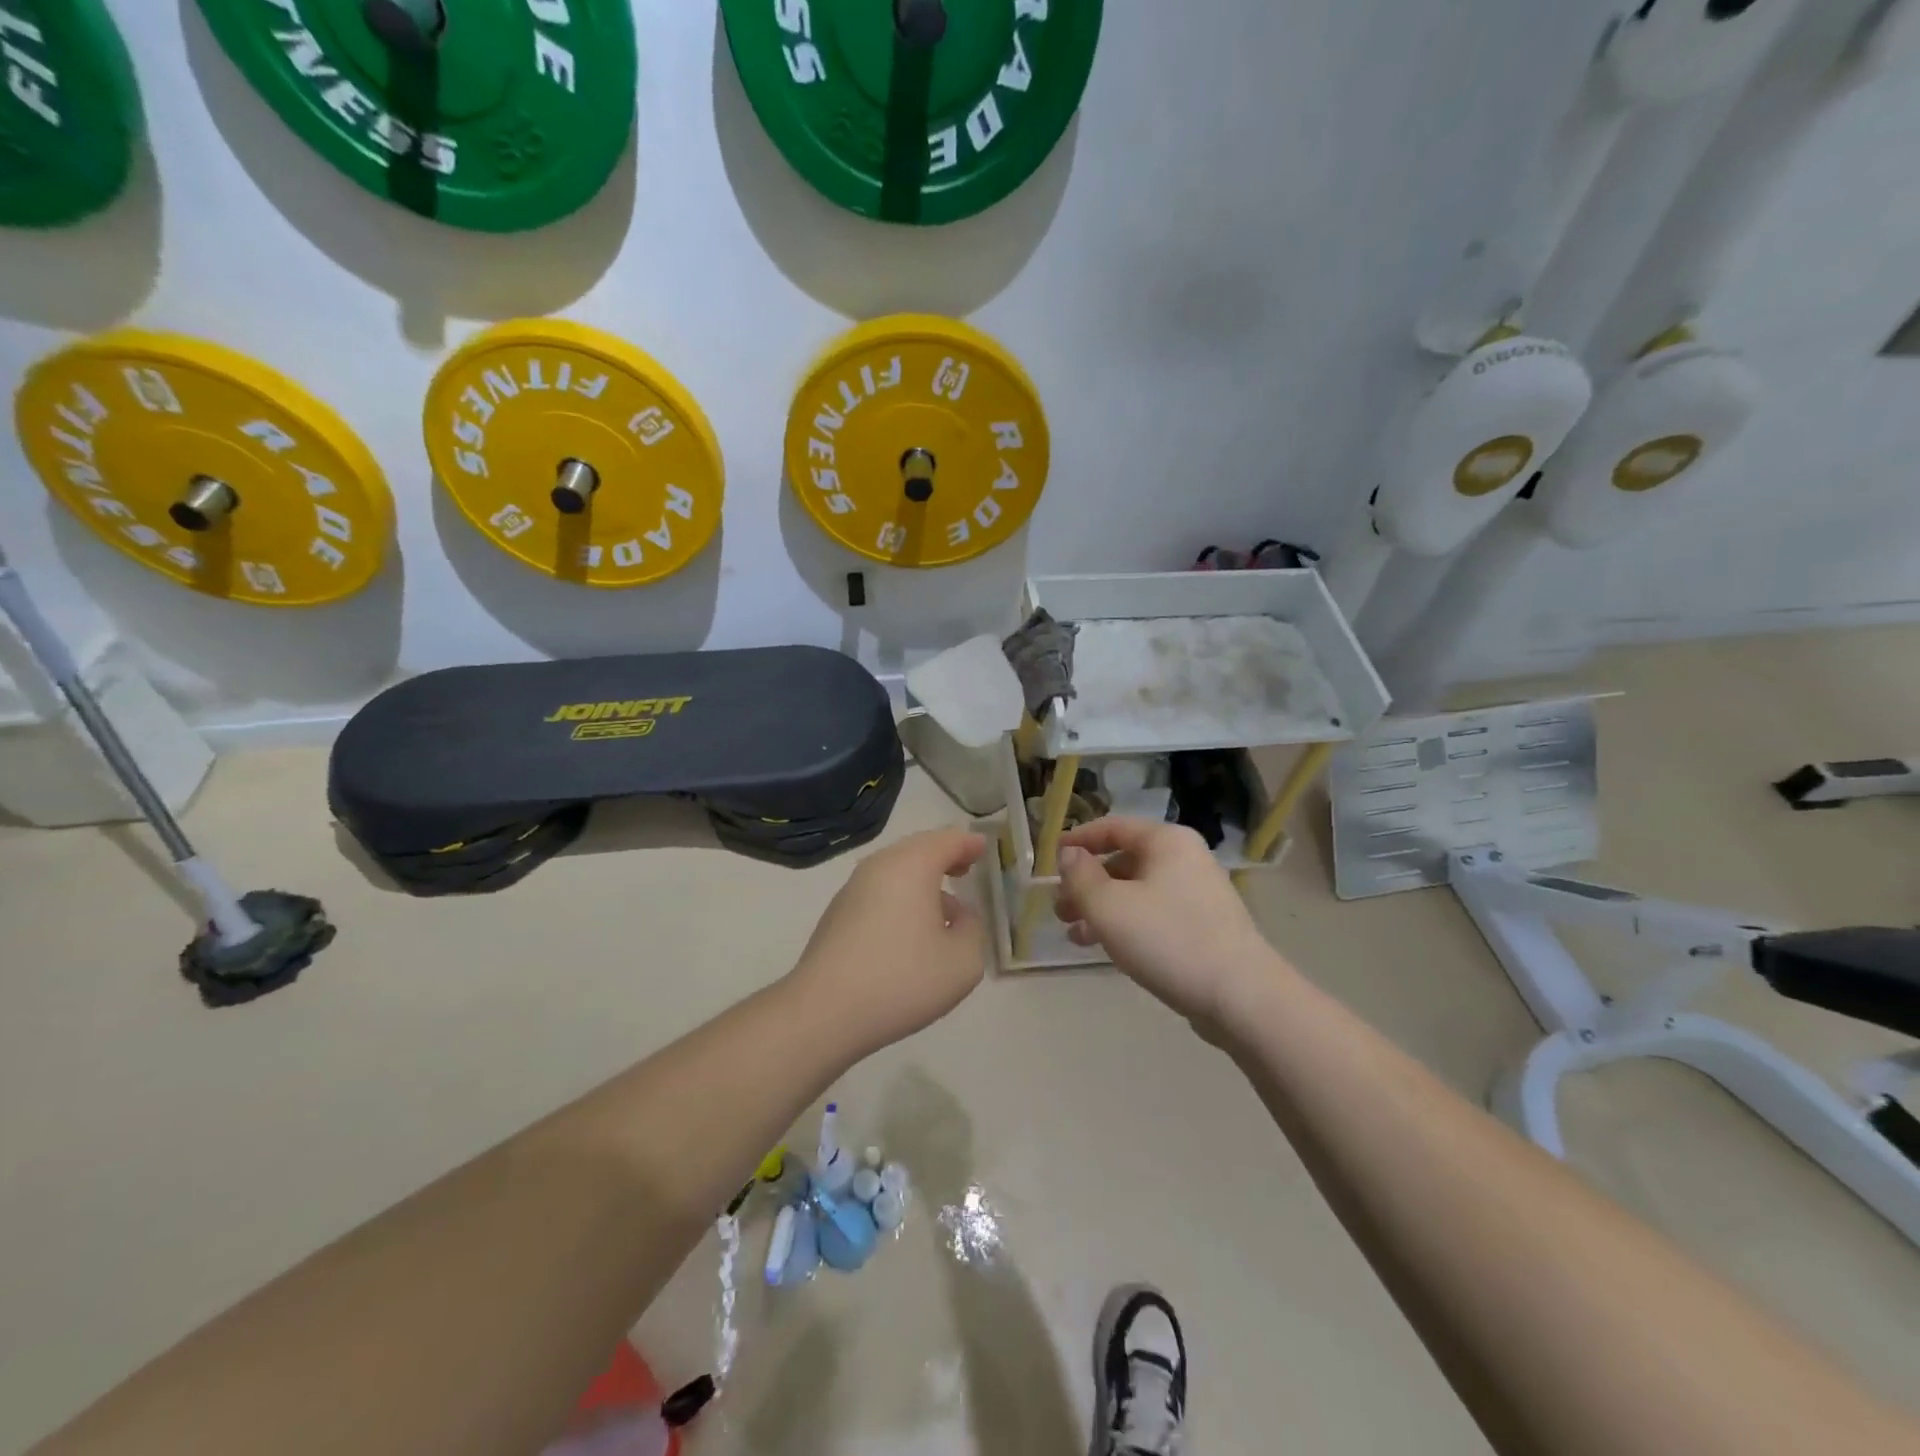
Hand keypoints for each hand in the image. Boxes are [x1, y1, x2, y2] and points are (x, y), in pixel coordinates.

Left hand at [785, 828, 989, 1056]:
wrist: (824, 1013)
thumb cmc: (901, 979)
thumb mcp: (963, 961)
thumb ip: (973, 929)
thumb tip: (959, 915)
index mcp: (912, 866)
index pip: (947, 840)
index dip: (969, 843)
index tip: (983, 848)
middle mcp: (879, 867)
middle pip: (917, 849)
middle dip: (943, 855)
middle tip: (964, 866)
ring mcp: (852, 890)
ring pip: (895, 870)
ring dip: (921, 880)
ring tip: (942, 906)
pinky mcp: (836, 915)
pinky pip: (878, 892)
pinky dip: (900, 897)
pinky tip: (909, 930)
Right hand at [1055, 818, 1282, 1029]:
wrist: (1241, 996)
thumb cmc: (1167, 939)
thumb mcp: (1108, 906)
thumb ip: (1080, 876)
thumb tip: (1069, 855)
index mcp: (1166, 841)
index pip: (1112, 827)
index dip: (1078, 841)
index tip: (1050, 860)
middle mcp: (1184, 859)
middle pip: (1123, 861)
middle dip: (1086, 884)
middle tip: (1059, 909)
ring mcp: (1197, 893)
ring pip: (1136, 891)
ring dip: (1101, 909)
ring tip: (1074, 935)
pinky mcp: (1203, 926)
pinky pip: (1154, 914)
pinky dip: (1126, 924)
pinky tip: (1105, 949)